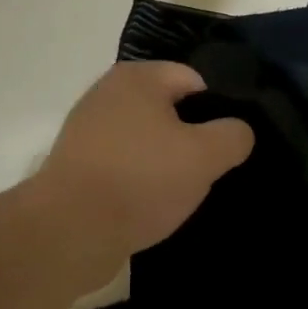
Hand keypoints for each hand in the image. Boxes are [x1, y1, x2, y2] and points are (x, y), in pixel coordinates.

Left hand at [29, 61, 253, 273]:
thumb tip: (237, 131)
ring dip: (165, 163)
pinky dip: (139, 181)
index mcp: (137, 77)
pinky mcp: (77, 166)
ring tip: (181, 194)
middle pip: (169, 110)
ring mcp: (88, 130)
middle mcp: (108, 93)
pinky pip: (123, 165)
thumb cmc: (141, 180)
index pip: (195, 80)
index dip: (217, 111)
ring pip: (146, 141)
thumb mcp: (205, 156)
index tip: (227, 146)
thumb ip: (233, 135)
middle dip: (191, 139)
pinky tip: (151, 206)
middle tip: (209, 171)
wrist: (69, 231)